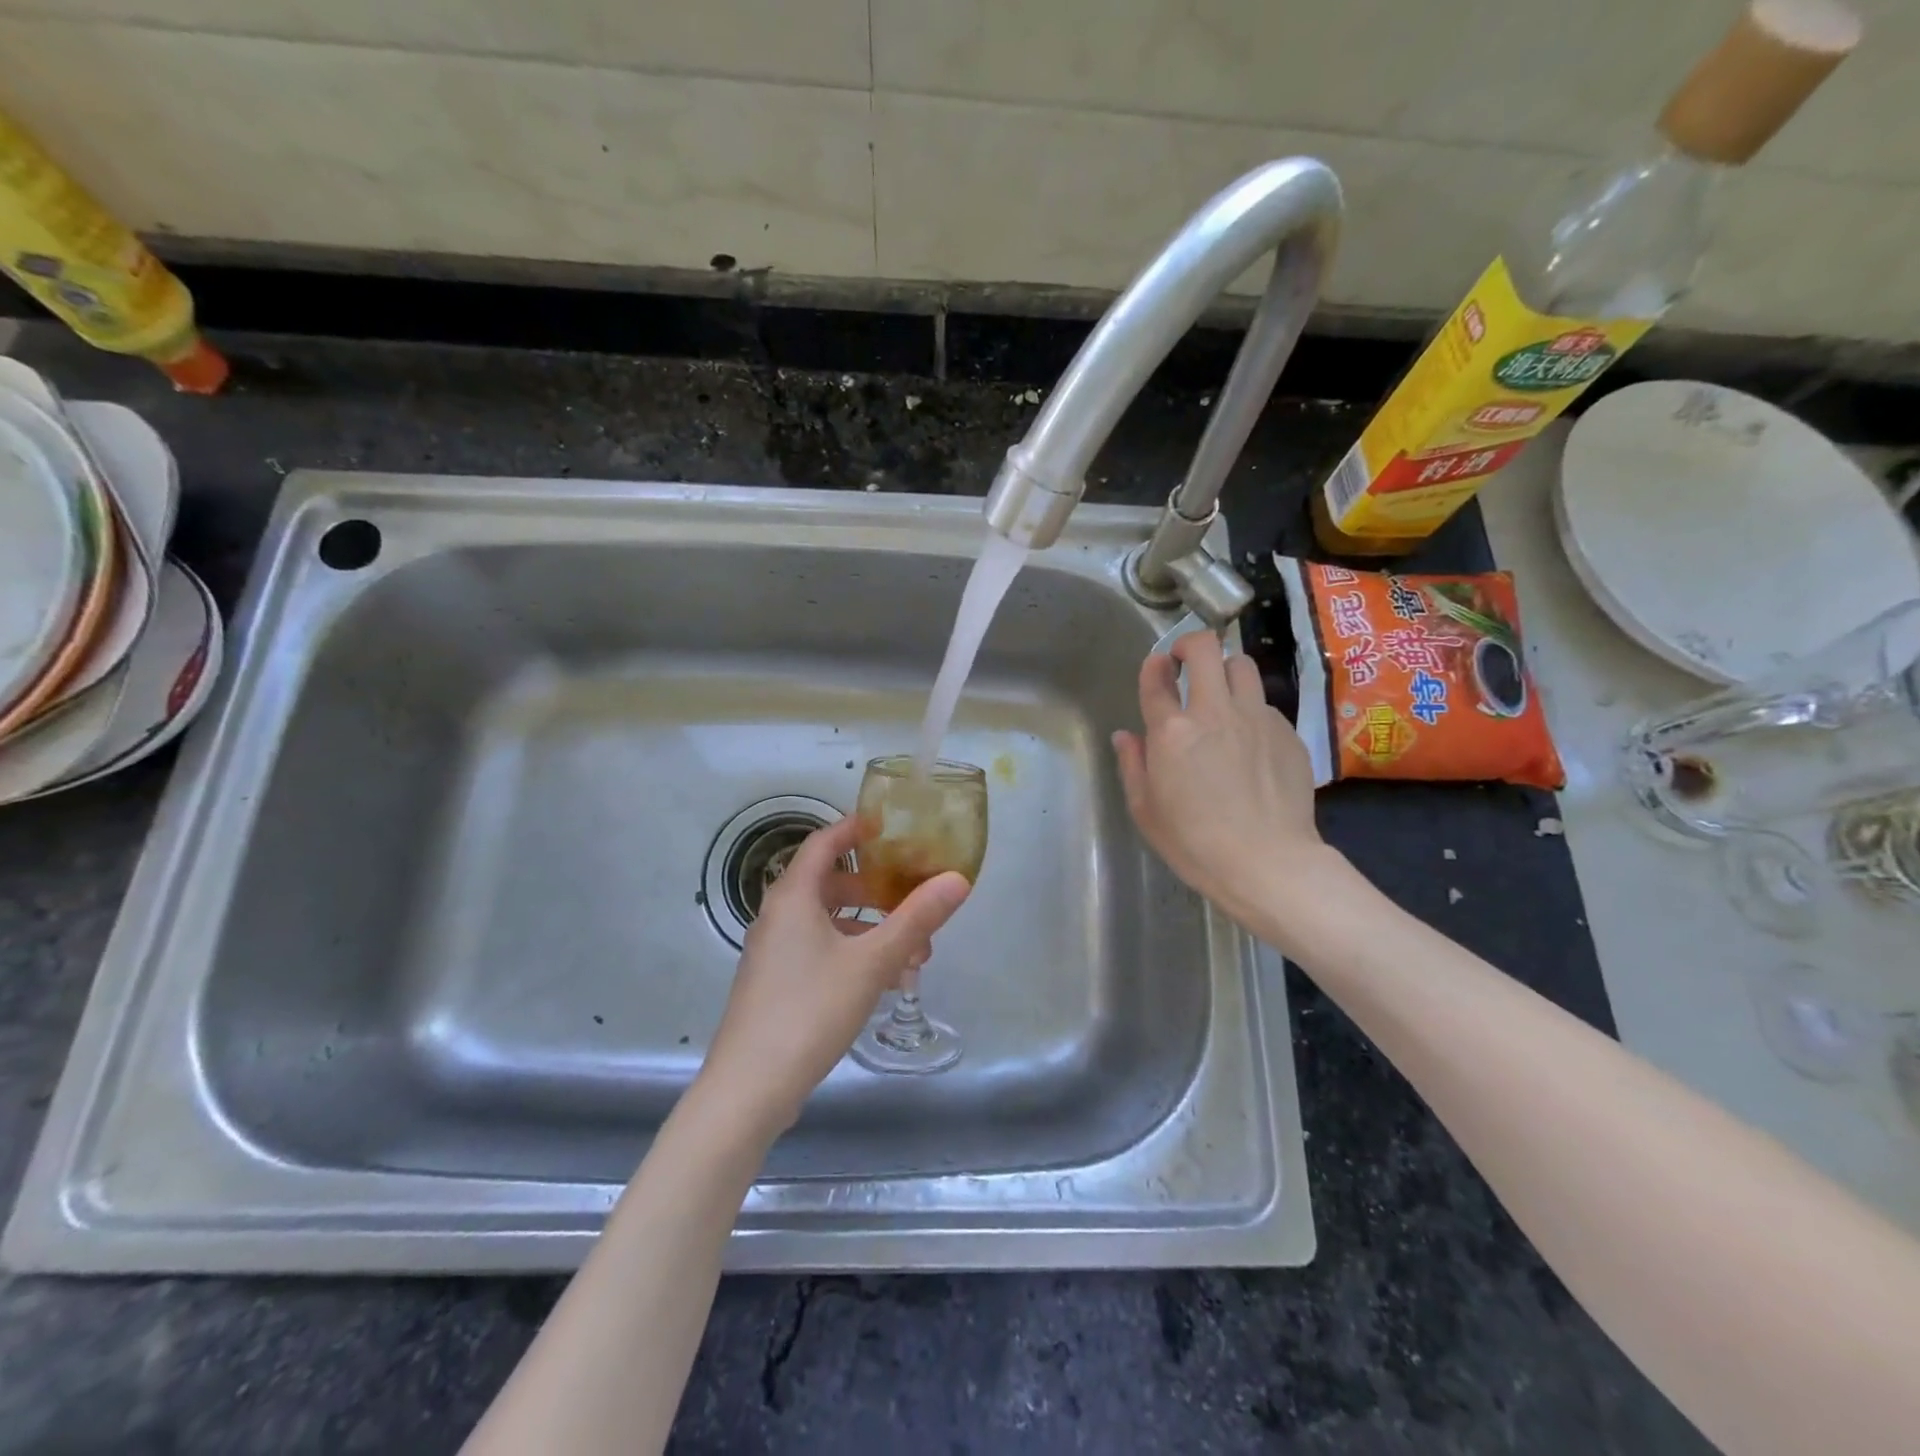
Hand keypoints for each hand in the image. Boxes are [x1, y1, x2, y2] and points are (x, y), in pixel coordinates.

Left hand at [701, 816, 970, 1134]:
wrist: (749, 1088)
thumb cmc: (810, 1010)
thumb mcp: (872, 962)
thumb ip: (916, 919)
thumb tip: (958, 879)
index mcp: (793, 897)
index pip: (824, 843)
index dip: (856, 829)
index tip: (891, 827)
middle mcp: (778, 916)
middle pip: (830, 884)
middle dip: (876, 889)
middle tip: (914, 897)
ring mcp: (774, 952)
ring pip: (829, 923)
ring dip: (871, 929)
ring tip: (914, 953)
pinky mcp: (777, 984)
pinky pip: (820, 951)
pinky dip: (853, 954)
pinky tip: (886, 982)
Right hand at [1112, 631, 1330, 926]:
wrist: (1268, 863)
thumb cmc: (1194, 843)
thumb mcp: (1145, 810)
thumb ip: (1133, 765)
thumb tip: (1126, 736)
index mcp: (1172, 731)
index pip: (1157, 676)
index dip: (1154, 665)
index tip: (1157, 669)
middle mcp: (1214, 712)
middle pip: (1206, 648)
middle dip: (1191, 645)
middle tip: (1186, 663)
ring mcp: (1256, 718)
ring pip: (1243, 666)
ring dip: (1226, 671)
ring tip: (1223, 695)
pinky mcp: (1287, 732)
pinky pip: (1266, 704)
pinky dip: (1253, 711)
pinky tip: (1251, 742)